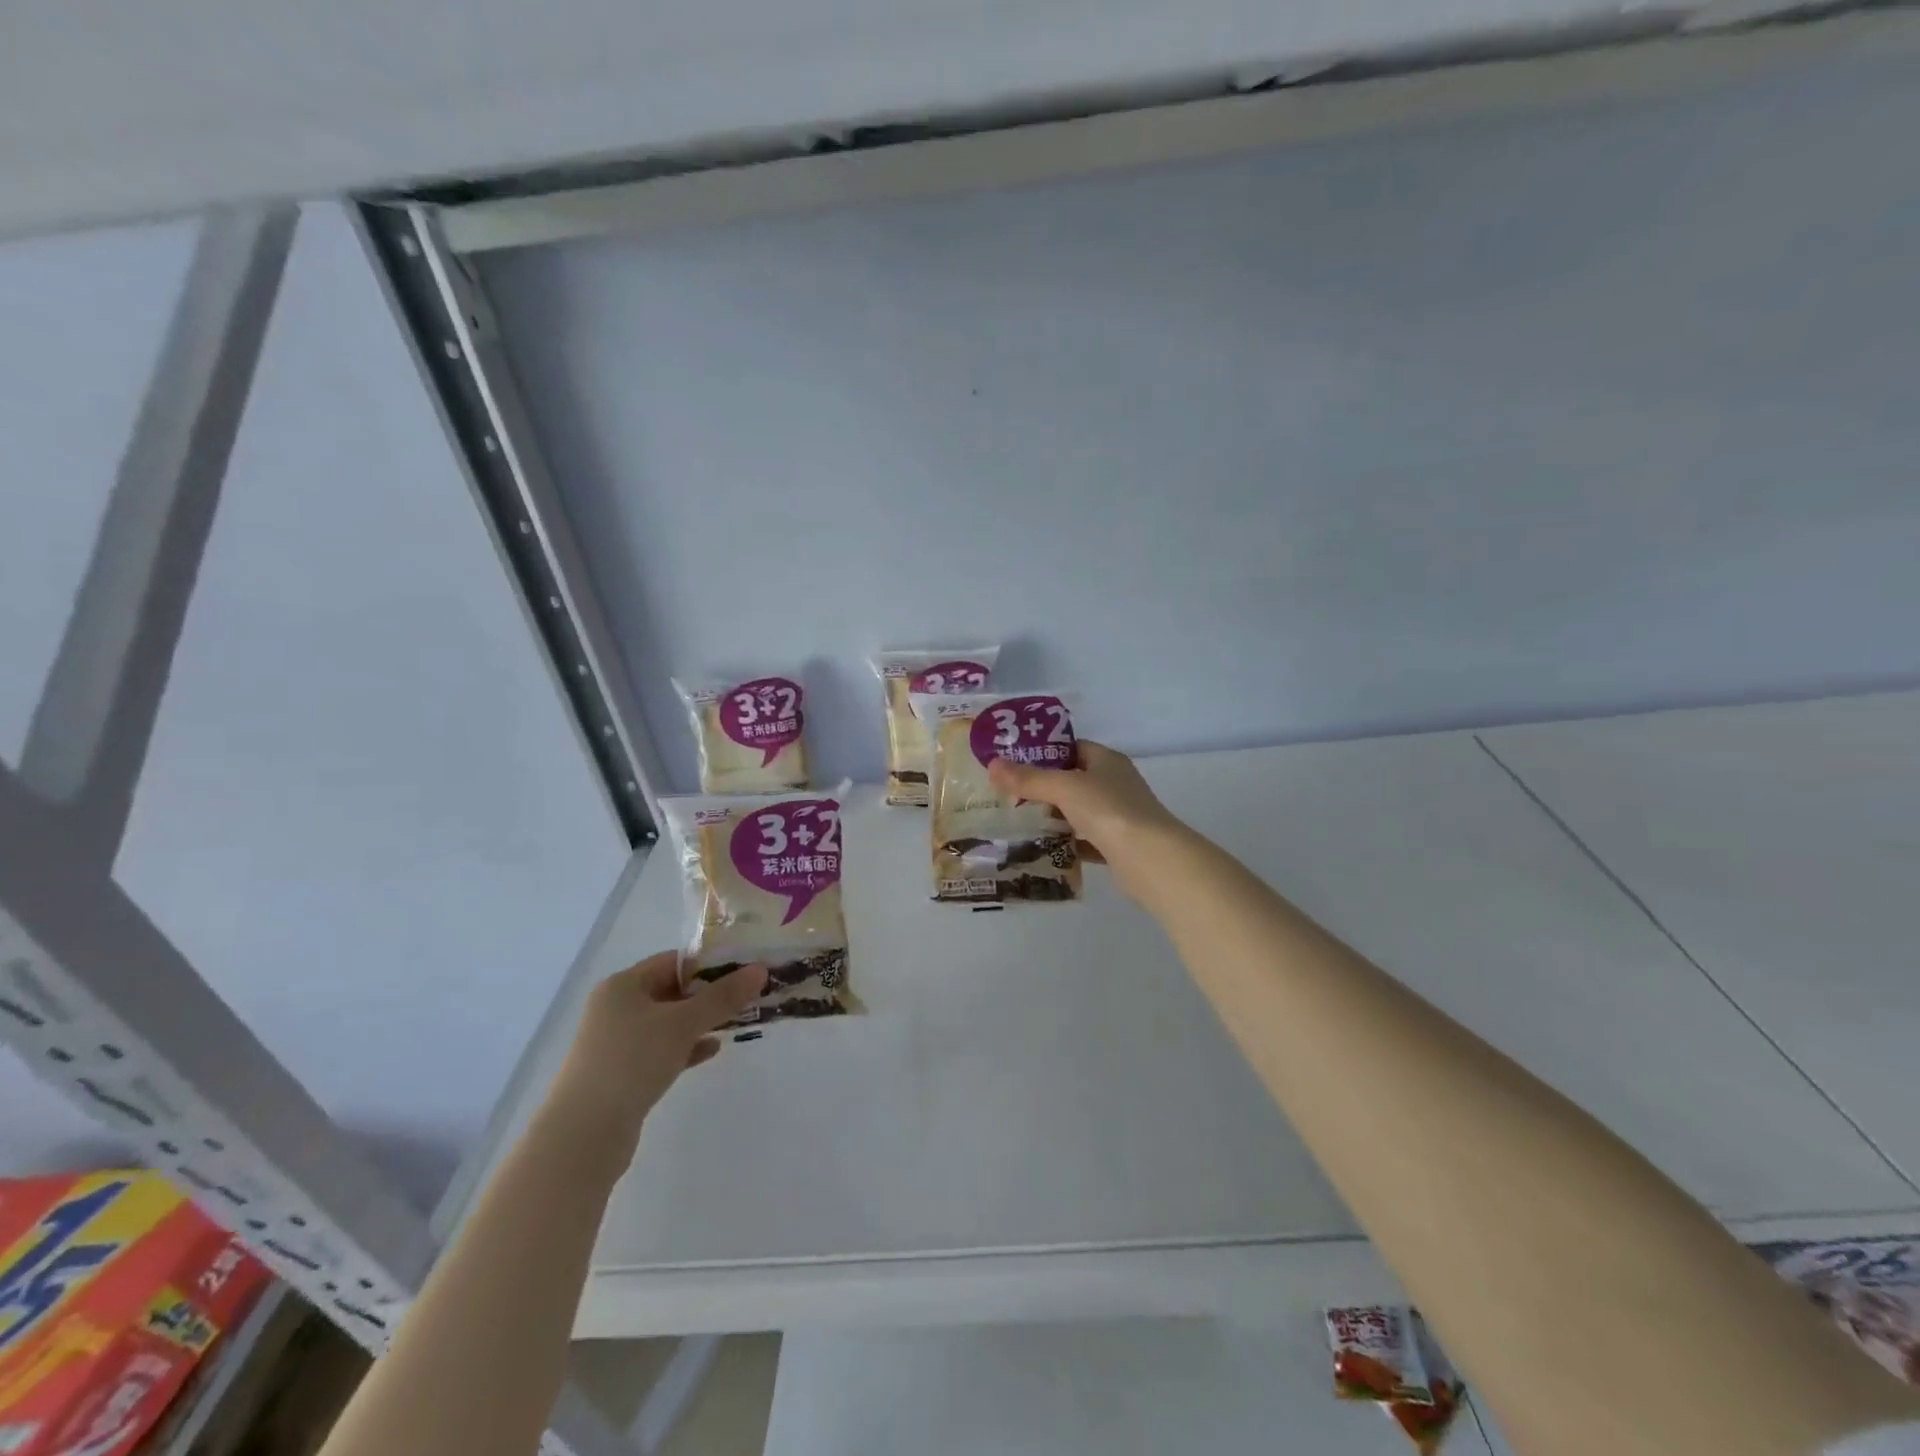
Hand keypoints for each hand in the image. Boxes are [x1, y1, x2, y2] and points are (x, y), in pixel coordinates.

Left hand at [546, 953, 766, 1159]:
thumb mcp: (683, 1024)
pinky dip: (686, 1047)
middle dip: (709, 994)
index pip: (673, 961)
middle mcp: (616, 1008)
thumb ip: (723, 996)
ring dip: (700, 1021)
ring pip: (668, 1022)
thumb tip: (760, 970)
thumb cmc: (632, 1062)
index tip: (744, 970)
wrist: (583, 1135)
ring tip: (736, 1022)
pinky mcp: (621, 1073)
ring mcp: (616, 1042)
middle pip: (671, 990)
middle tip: (746, 996)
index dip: (709, 963)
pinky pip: (661, 1049)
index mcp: (623, 985)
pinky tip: (711, 1050)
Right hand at [987, 740, 1186, 901]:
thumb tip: (993, 765)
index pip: (1072, 748)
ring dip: (1052, 817)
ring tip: (1017, 822)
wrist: (1151, 859)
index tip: (1013, 763)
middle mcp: (1115, 784)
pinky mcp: (1117, 845)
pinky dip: (1065, 843)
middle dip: (1043, 788)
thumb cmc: (1109, 811)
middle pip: (1073, 780)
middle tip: (1008, 796)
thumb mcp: (1065, 788)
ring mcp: (1118, 816)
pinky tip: (1042, 849)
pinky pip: (1084, 839)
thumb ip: (1029, 778)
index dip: (1044, 753)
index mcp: (1107, 761)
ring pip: (1077, 811)